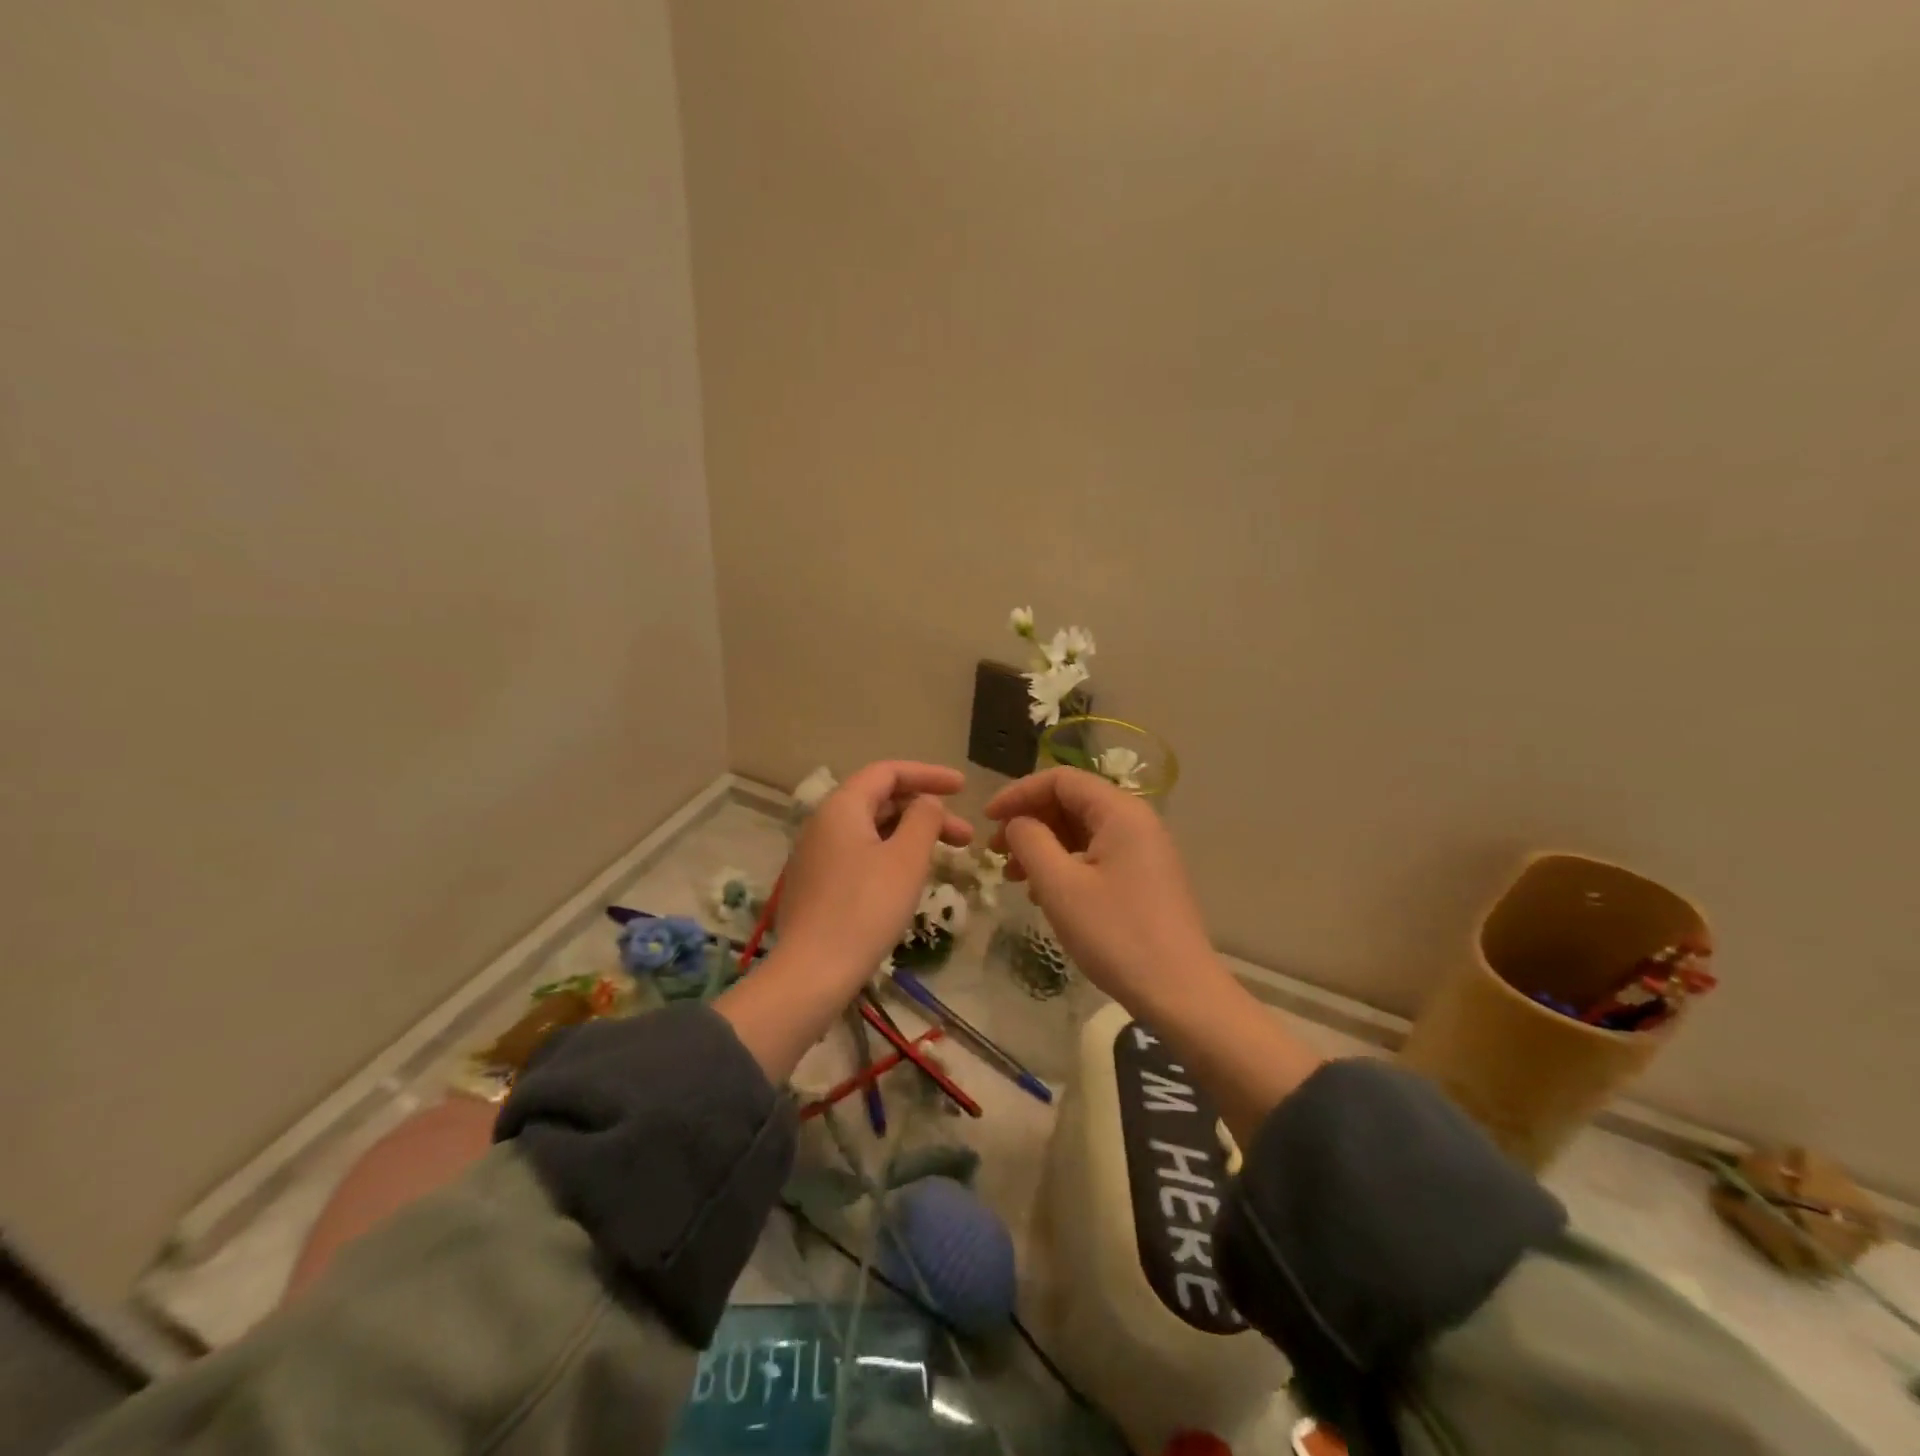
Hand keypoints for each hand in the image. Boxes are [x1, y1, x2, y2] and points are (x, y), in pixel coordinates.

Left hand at [777, 761, 972, 990]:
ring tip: (945, 858)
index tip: (963, 787)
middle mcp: (824, 822)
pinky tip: (910, 878)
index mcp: (842, 806)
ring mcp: (816, 854)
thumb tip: (927, 803)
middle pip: (881, 800)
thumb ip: (924, 819)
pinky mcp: (817, 884)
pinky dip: (891, 855)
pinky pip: (860, 853)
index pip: (888, 772)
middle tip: (965, 837)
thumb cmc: (866, 908)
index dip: (928, 774)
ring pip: (872, 830)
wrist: (812, 972)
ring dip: (911, 836)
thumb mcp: (907, 858)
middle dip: (926, 812)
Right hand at [985, 767, 1212, 1007]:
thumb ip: (1030, 841)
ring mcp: (1144, 851)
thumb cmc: (1116, 934)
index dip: (1018, 793)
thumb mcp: (1060, 886)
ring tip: (1014, 877)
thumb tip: (1017, 822)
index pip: (1061, 780)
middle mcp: (1136, 822)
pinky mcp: (1144, 878)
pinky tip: (1045, 894)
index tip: (987, 819)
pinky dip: (1065, 865)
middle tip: (996, 852)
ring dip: (1044, 846)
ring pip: (1082, 831)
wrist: (1179, 993)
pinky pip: (1097, 855)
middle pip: (1072, 803)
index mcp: (1120, 812)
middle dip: (1030, 822)